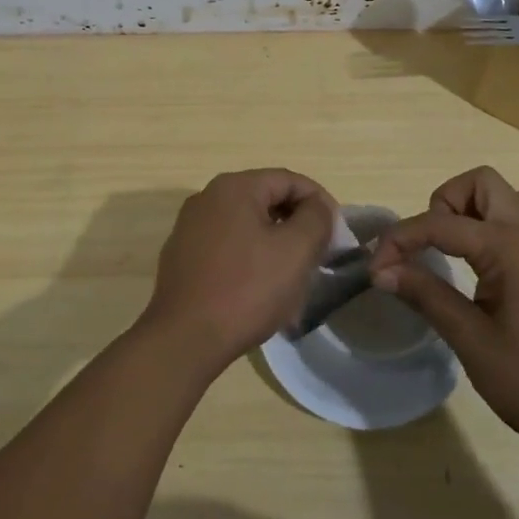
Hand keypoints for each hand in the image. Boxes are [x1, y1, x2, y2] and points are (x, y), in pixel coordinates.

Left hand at [141, 170, 336, 369]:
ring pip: (246, 224)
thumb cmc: (247, 289)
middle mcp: (207, 197)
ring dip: (274, 242)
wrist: (185, 338)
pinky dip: (249, 256)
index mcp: (234, 187)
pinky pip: (226, 245)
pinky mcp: (182, 255)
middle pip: (265, 199)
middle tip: (318, 254)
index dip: (319, 202)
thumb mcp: (295, 251)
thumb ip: (316, 218)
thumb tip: (317, 205)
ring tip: (292, 274)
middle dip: (296, 223)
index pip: (288, 180)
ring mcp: (190, 226)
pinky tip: (259, 287)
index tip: (336, 233)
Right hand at [368, 166, 518, 457]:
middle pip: (481, 183)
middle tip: (428, 247)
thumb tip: (383, 271)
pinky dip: (491, 228)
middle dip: (444, 203)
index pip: (440, 224)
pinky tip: (479, 269)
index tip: (375, 270)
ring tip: (452, 253)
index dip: (400, 241)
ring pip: (506, 198)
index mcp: (509, 247)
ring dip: (471, 210)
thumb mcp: (473, 343)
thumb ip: (427, 297)